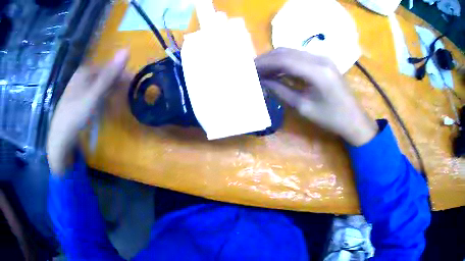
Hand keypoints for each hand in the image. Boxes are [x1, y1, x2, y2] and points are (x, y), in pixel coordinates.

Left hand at [47, 50, 128, 173]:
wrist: (60, 138)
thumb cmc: (76, 114)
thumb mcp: (94, 94)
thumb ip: (110, 74)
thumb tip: (127, 49)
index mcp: (84, 71)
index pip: (108, 68)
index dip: (121, 75)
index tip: (133, 85)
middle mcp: (81, 78)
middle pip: (104, 78)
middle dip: (116, 86)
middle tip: (127, 97)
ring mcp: (79, 90)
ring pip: (100, 88)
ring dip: (110, 95)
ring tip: (119, 106)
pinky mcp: (78, 102)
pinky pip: (94, 98)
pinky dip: (102, 103)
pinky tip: (107, 110)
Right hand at [255, 48, 377, 145]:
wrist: (354, 120)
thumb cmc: (332, 119)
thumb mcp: (304, 107)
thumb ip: (282, 90)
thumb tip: (262, 81)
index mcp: (317, 71)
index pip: (284, 60)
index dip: (265, 63)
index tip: (249, 68)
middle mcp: (320, 58)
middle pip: (287, 52)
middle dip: (267, 59)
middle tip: (252, 68)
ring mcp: (323, 58)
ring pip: (292, 52)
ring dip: (275, 59)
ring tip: (261, 69)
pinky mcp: (323, 61)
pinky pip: (300, 57)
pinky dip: (286, 62)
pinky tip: (277, 70)